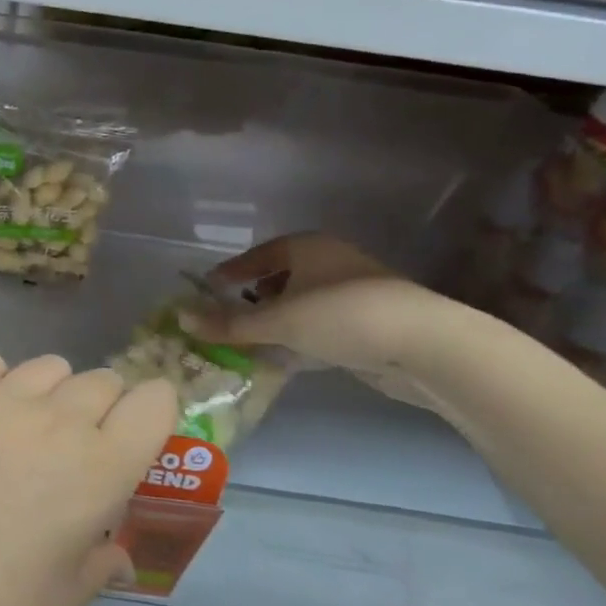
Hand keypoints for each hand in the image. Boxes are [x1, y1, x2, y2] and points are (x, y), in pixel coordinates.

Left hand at [0, 352, 175, 605]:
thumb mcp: (70, 598)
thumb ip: (104, 563)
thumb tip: (119, 557)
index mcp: (102, 468)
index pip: (154, 402)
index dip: (156, 412)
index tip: (143, 434)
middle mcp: (57, 421)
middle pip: (103, 380)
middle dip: (107, 406)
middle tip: (84, 446)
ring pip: (49, 365)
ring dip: (55, 390)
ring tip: (35, 428)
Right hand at [180, 232, 464, 409]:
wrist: (425, 345)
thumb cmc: (341, 316)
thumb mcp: (277, 320)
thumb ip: (228, 322)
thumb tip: (181, 318)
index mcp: (307, 247)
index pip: (258, 255)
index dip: (231, 272)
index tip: (207, 290)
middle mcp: (329, 262)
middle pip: (279, 278)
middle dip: (252, 299)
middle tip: (226, 320)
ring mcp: (352, 292)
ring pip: (300, 304)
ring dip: (275, 322)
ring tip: (250, 342)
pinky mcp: (368, 322)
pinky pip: (320, 326)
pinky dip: (299, 338)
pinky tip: (285, 357)